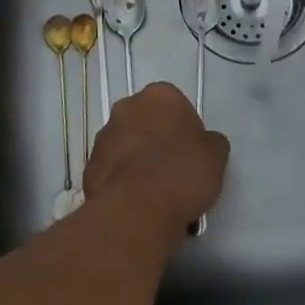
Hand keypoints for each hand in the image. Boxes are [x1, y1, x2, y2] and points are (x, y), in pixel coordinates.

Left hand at [83, 83, 227, 236]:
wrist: (136, 210)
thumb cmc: (181, 172)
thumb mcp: (216, 155)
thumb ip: (210, 143)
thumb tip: (206, 145)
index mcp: (160, 95)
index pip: (176, 105)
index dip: (186, 130)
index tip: (192, 154)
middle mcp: (127, 108)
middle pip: (147, 123)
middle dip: (158, 143)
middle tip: (175, 172)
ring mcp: (104, 137)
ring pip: (128, 148)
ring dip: (139, 164)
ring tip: (157, 197)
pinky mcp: (88, 168)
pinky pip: (113, 173)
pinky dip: (124, 185)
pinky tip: (139, 207)